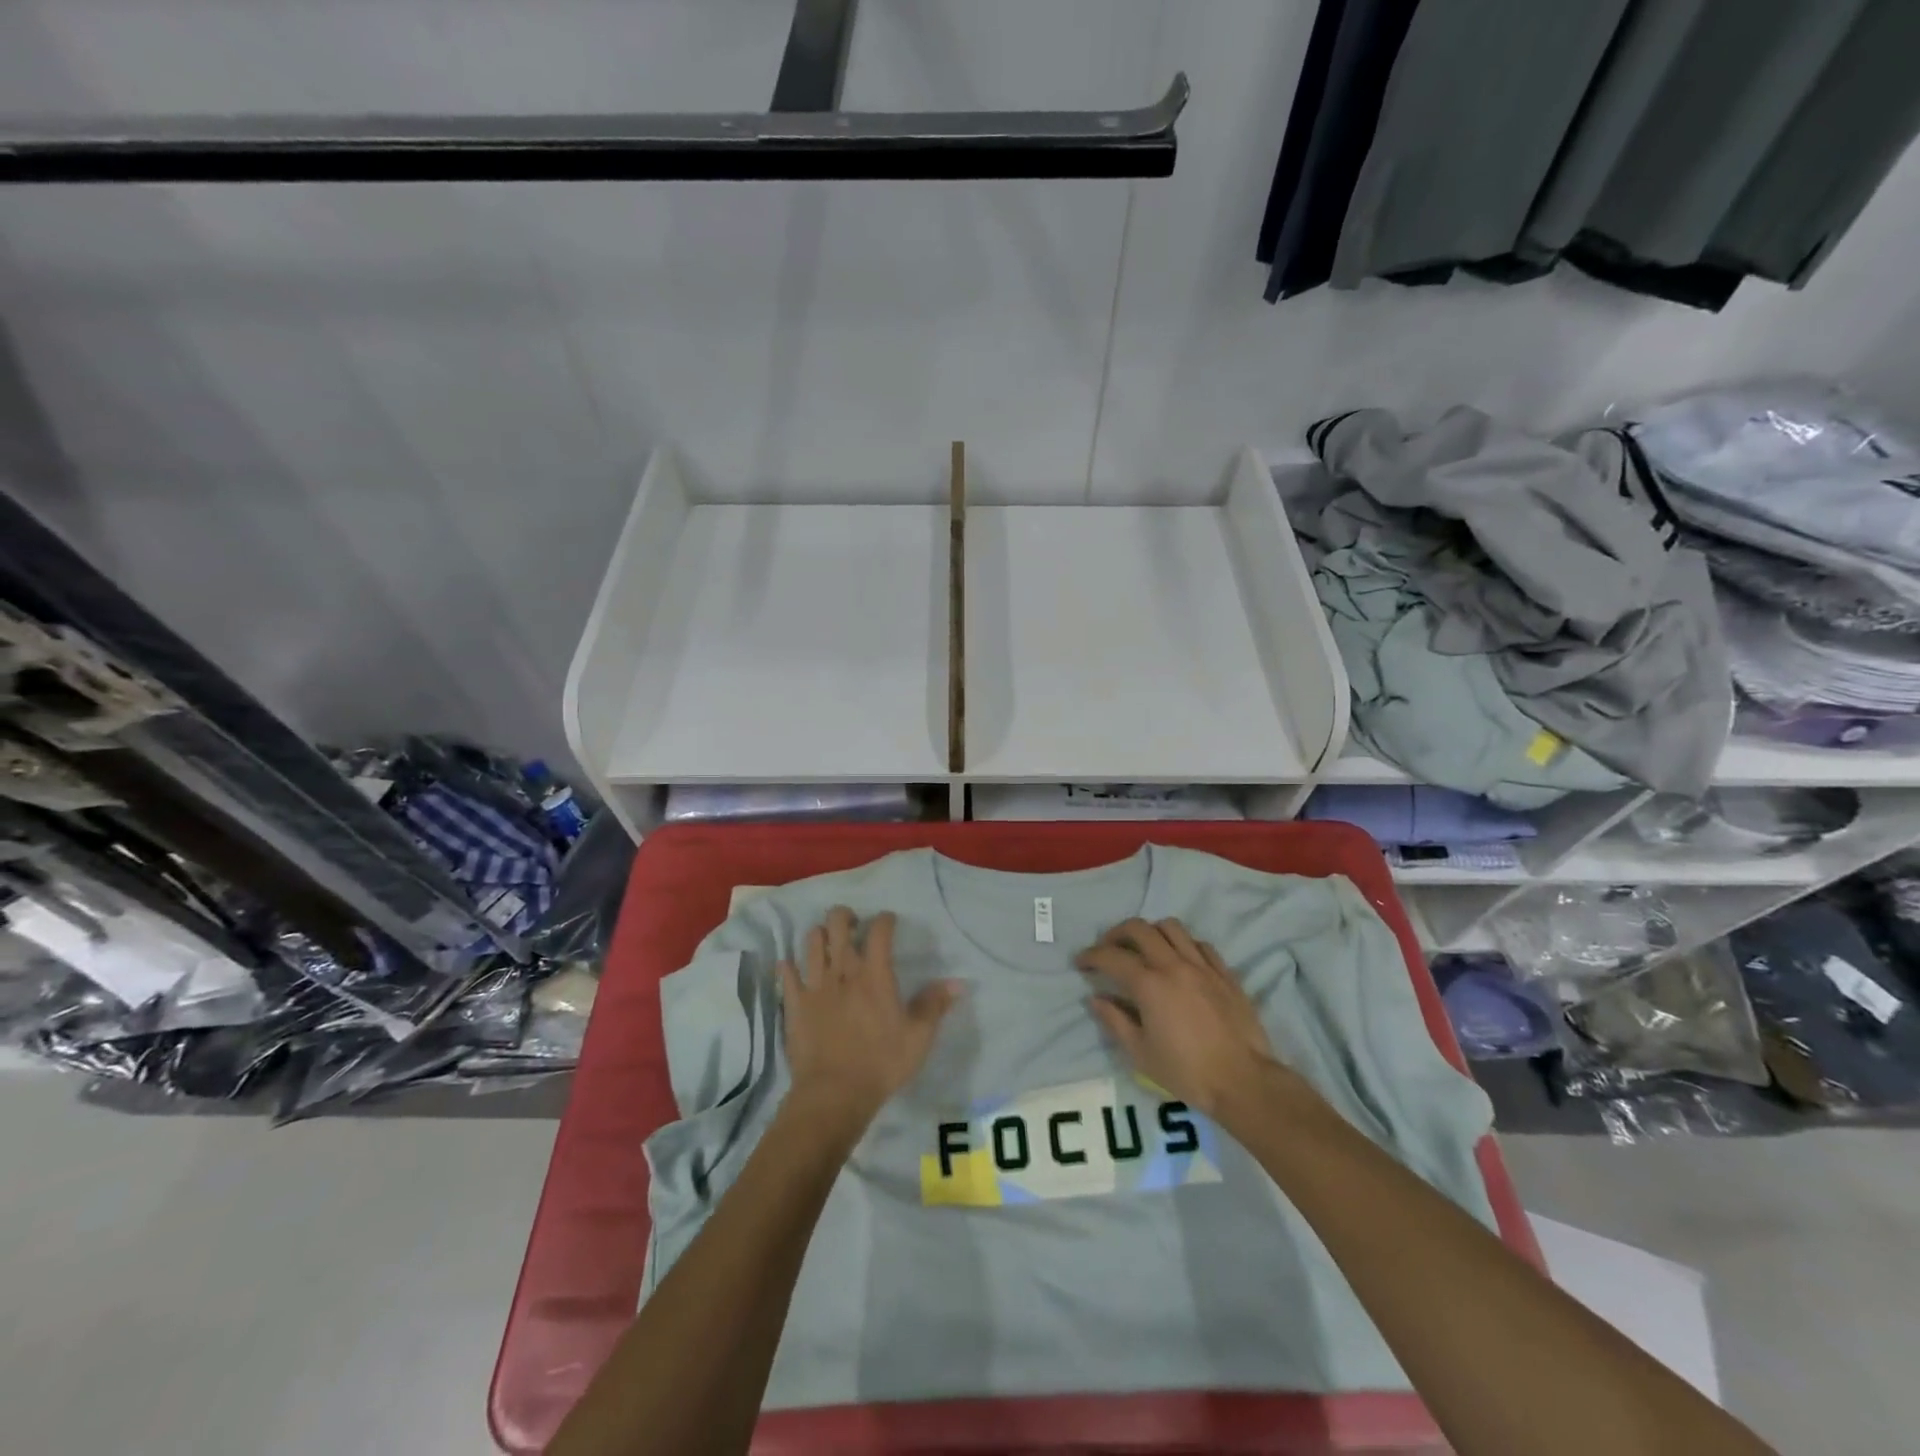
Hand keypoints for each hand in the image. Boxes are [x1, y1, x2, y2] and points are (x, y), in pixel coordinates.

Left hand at [778, 907, 960, 1133]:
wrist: (834, 1093)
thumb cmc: (881, 1063)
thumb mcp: (918, 1037)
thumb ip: (935, 1005)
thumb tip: (957, 982)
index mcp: (875, 975)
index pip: (879, 931)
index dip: (885, 920)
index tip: (889, 921)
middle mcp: (843, 970)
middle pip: (838, 923)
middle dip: (845, 916)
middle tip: (853, 925)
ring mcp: (815, 985)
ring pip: (812, 941)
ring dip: (820, 935)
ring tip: (827, 942)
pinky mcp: (795, 1003)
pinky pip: (787, 973)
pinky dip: (789, 966)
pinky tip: (792, 966)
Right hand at [1076, 917, 1283, 1117]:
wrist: (1244, 1081)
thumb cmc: (1187, 1072)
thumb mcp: (1141, 1054)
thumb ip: (1115, 1021)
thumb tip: (1095, 999)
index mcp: (1149, 984)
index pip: (1112, 957)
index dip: (1091, 955)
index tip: (1081, 962)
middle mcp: (1174, 965)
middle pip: (1140, 929)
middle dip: (1117, 933)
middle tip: (1108, 949)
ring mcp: (1203, 966)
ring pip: (1172, 927)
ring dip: (1151, 932)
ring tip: (1144, 948)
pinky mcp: (1225, 974)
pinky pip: (1200, 944)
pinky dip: (1183, 944)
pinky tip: (1180, 960)